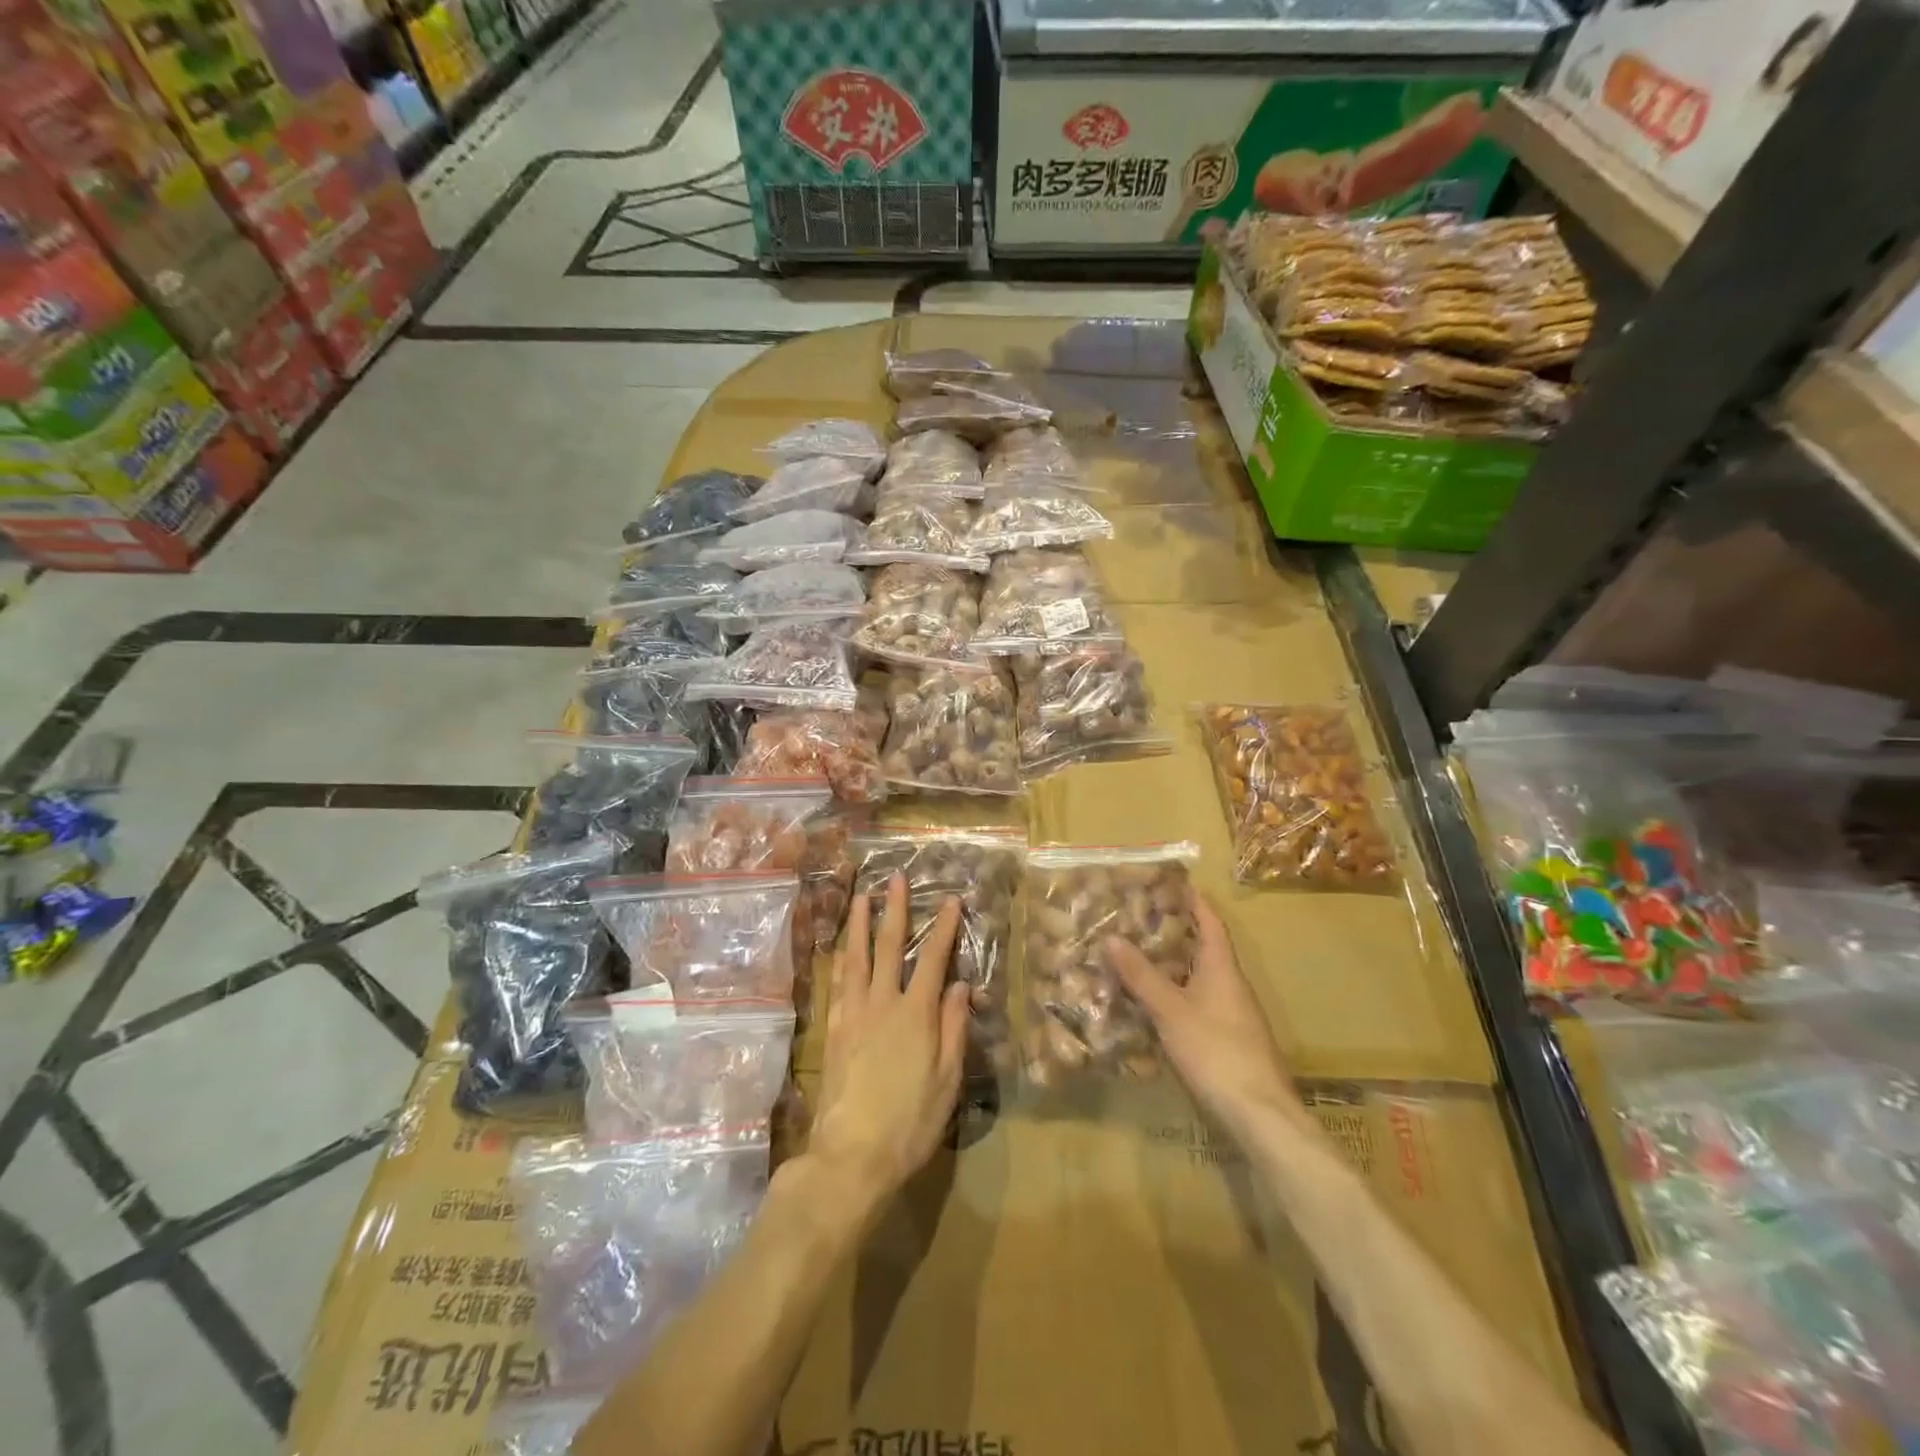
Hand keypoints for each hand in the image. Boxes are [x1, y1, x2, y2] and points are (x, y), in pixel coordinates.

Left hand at [810, 873, 969, 1221]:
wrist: (851, 1156)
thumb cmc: (910, 1122)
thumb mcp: (947, 1080)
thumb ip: (955, 1028)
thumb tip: (961, 985)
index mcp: (916, 1015)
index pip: (934, 960)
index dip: (944, 928)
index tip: (951, 900)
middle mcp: (882, 1004)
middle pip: (889, 947)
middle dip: (895, 910)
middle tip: (896, 879)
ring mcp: (853, 1014)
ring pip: (857, 958)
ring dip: (860, 924)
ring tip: (862, 897)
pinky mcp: (834, 1030)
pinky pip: (838, 983)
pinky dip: (841, 959)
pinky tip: (842, 948)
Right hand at [1106, 889, 1309, 1139]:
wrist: (1259, 1113)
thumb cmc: (1216, 1050)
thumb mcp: (1171, 1010)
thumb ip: (1141, 975)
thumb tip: (1111, 937)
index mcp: (1222, 967)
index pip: (1210, 922)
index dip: (1194, 900)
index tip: (1173, 881)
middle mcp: (1231, 983)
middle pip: (1204, 947)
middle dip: (1176, 930)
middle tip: (1140, 916)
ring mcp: (1232, 1013)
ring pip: (1200, 976)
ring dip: (1174, 963)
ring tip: (1138, 953)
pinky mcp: (1228, 1038)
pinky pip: (1199, 1001)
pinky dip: (1177, 992)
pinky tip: (1154, 1002)